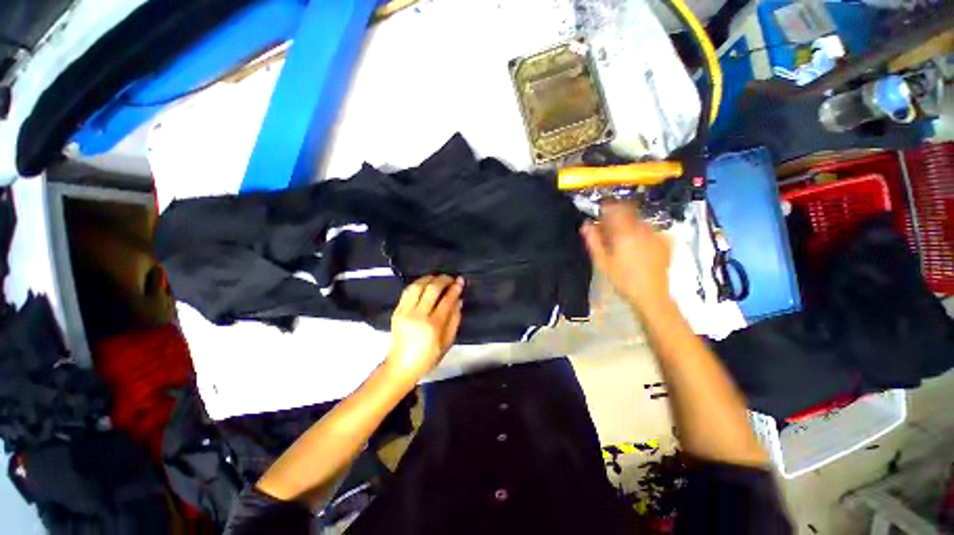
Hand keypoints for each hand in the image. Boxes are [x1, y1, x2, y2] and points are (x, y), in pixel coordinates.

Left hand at [385, 275, 463, 384]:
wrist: (401, 366)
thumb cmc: (428, 358)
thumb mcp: (447, 342)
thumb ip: (455, 319)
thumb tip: (458, 300)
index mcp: (433, 326)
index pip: (446, 300)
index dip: (455, 288)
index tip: (460, 280)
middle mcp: (418, 315)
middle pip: (432, 289)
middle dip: (443, 279)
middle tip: (451, 278)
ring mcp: (405, 312)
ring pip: (417, 286)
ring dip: (429, 278)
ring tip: (438, 278)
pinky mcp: (396, 311)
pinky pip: (407, 291)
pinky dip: (418, 284)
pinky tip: (425, 284)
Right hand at [581, 201, 672, 309]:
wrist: (651, 295)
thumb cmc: (622, 279)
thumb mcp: (602, 262)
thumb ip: (593, 240)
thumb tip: (585, 224)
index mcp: (625, 233)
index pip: (615, 209)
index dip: (607, 206)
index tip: (600, 209)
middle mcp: (642, 229)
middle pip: (628, 213)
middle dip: (618, 216)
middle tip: (610, 228)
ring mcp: (656, 235)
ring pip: (639, 221)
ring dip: (630, 224)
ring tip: (623, 239)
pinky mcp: (665, 242)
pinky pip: (650, 230)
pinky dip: (642, 232)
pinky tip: (638, 245)